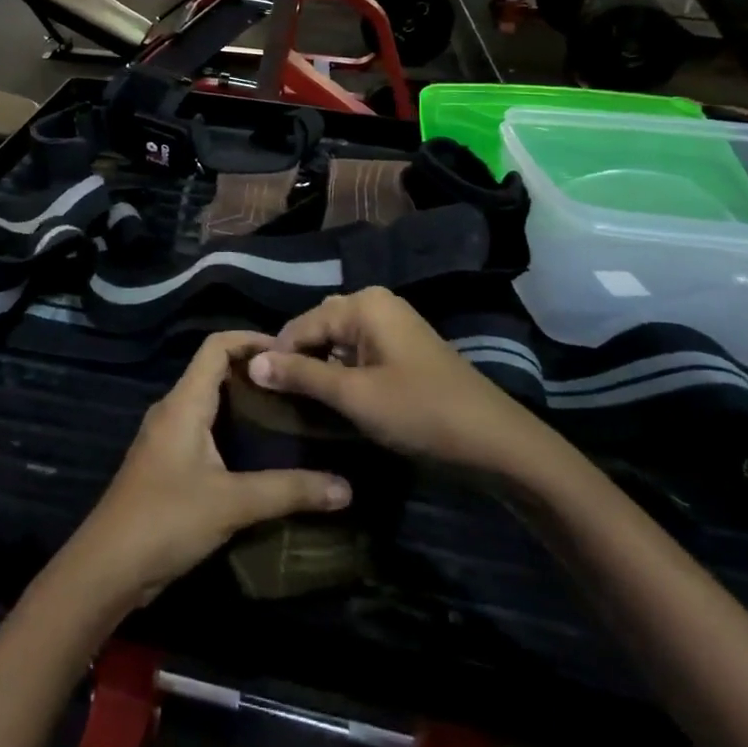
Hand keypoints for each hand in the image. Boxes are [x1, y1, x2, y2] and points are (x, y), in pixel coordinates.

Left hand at [61, 332, 351, 610]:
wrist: (107, 568)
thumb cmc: (166, 520)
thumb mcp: (232, 503)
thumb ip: (288, 491)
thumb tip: (346, 488)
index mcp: (184, 402)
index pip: (216, 346)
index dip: (251, 338)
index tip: (292, 350)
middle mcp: (173, 410)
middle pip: (214, 370)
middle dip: (254, 370)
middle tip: (298, 383)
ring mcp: (167, 437)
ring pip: (209, 401)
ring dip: (243, 400)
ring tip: (288, 411)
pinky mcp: (167, 463)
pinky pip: (203, 428)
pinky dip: (231, 427)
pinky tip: (259, 450)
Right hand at [247, 288, 559, 474]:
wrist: (495, 442)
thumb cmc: (420, 412)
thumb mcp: (354, 395)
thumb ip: (301, 375)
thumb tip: (252, 362)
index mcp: (362, 304)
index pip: (300, 324)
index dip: (277, 357)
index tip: (257, 391)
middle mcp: (376, 304)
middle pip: (318, 328)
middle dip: (298, 360)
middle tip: (280, 399)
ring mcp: (393, 325)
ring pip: (338, 342)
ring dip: (320, 369)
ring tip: (302, 403)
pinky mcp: (404, 349)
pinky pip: (358, 353)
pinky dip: (342, 373)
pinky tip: (336, 400)